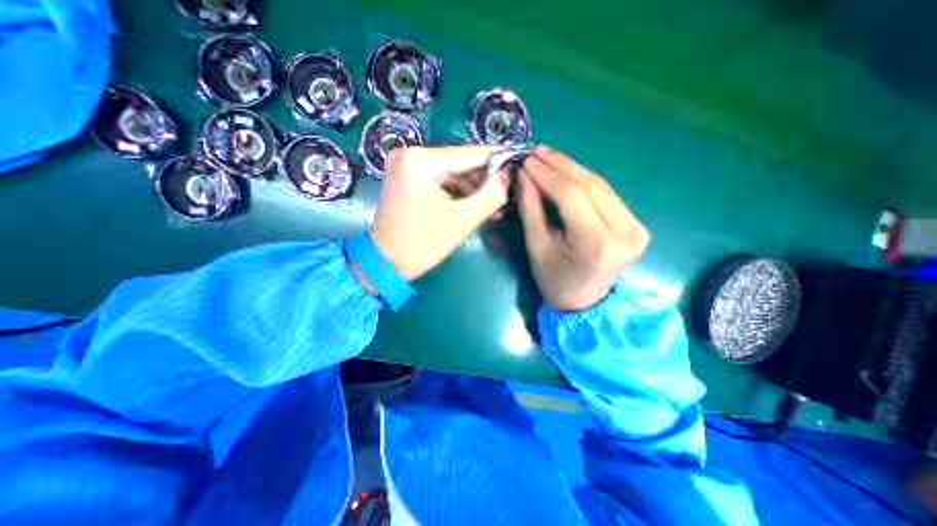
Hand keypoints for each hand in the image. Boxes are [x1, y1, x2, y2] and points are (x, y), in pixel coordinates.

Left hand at [367, 147, 510, 280]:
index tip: (518, 170)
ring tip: (492, 207)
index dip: (498, 162)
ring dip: (472, 189)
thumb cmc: (423, 244)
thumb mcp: (463, 220)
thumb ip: (492, 195)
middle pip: (461, 163)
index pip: (472, 154)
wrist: (385, 263)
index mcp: (421, 160)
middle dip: (484, 181)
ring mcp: (405, 165)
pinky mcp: (405, 177)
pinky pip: (439, 180)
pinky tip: (472, 206)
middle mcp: (410, 153)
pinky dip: (456, 193)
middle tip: (505, 196)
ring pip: (451, 172)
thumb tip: (509, 176)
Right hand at [516, 146, 648, 309]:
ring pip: (600, 186)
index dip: (547, 175)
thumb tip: (526, 174)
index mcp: (596, 244)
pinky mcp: (637, 225)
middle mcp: (624, 233)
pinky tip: (567, 171)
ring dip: (572, 169)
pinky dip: (585, 181)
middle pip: (589, 186)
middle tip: (537, 152)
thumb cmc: (554, 280)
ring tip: (548, 157)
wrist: (583, 302)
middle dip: (560, 166)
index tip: (527, 161)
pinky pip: (607, 194)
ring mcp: (636, 228)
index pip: (571, 196)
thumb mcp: (536, 247)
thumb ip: (531, 209)